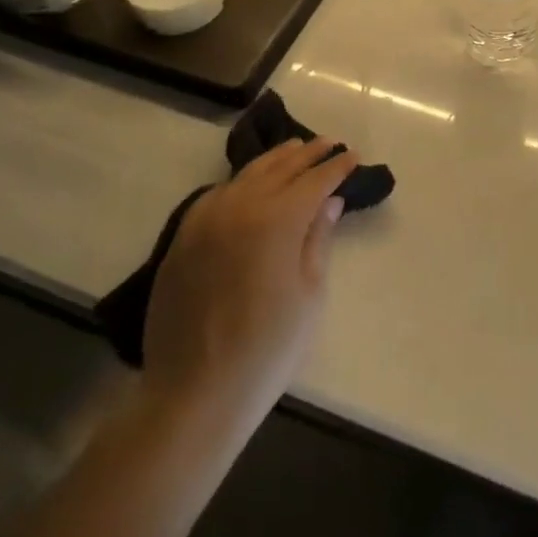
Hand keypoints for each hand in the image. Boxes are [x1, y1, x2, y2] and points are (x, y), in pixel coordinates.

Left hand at [140, 137, 357, 428]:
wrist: (195, 393)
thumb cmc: (267, 348)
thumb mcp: (309, 294)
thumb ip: (317, 240)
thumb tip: (329, 202)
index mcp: (276, 219)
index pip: (315, 180)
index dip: (337, 167)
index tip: (354, 157)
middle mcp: (240, 207)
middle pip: (280, 168)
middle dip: (308, 154)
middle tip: (330, 143)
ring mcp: (206, 220)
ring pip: (246, 175)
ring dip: (275, 160)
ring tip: (295, 149)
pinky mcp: (183, 238)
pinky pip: (217, 194)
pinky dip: (241, 181)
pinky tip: (250, 183)